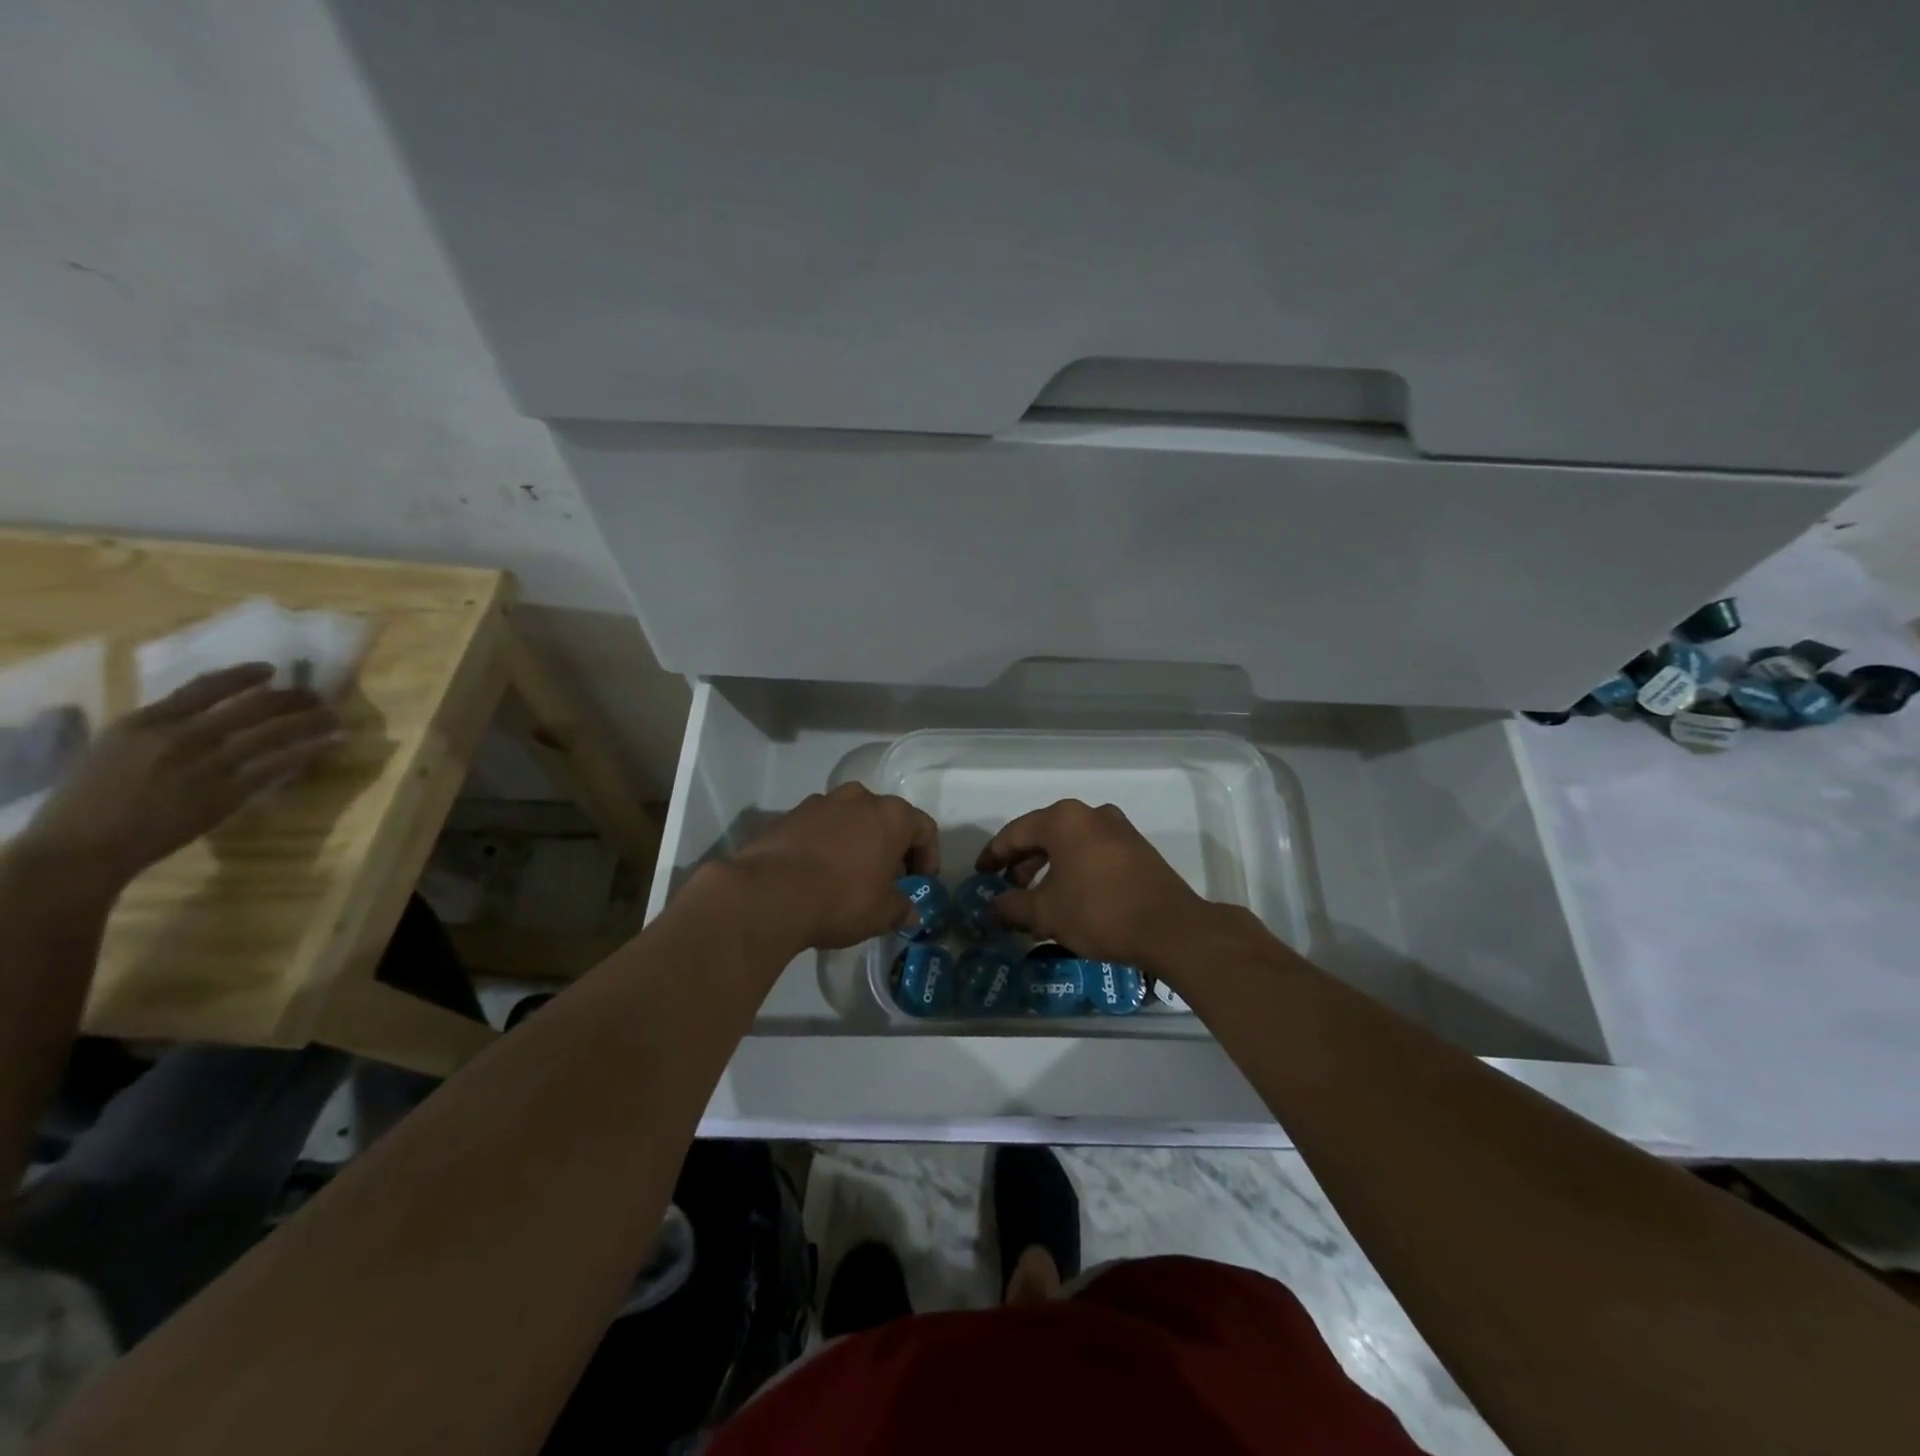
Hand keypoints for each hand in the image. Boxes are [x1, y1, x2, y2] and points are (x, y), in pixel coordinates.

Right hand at [17, 663, 338, 888]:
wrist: (83, 846)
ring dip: (310, 722)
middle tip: (317, 695)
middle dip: (291, 698)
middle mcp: (181, 737)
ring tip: (334, 717)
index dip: (243, 676)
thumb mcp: (116, 747)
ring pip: (273, 734)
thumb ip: (159, 727)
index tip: (271, 670)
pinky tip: (331, 744)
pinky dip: (308, 752)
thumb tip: (204, 712)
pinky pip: (276, 767)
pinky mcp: (226, 794)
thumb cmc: (90, 798)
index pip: (204, 687)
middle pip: (251, 707)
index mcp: (147, 722)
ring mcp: (207, 766)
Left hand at [730, 783, 938, 949]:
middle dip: (891, 847)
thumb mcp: (881, 914)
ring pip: (850, 819)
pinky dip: (825, 844)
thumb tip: (911, 913)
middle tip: (887, 879)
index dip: (928, 857)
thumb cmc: (841, 899)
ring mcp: (821, 802)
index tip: (920, 882)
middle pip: (886, 818)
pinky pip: (819, 827)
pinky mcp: (789, 814)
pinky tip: (817, 872)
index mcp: (891, 815)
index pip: (924, 829)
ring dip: (856, 841)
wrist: (769, 894)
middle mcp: (859, 798)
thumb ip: (902, 909)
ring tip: (849, 874)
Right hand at [976, 799, 1213, 967]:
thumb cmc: (1098, 911)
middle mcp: (1091, 814)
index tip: (980, 873)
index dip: (994, 854)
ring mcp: (1119, 830)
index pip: (1017, 832)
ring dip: (1049, 868)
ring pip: (1071, 845)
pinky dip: (1074, 870)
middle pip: (1045, 835)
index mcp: (1064, 820)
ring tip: (1037, 899)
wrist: (1170, 928)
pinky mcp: (1138, 849)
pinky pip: (1093, 853)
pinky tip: (1069, 898)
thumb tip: (993, 907)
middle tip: (1008, 887)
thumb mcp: (1046, 913)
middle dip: (1023, 862)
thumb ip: (1013, 906)